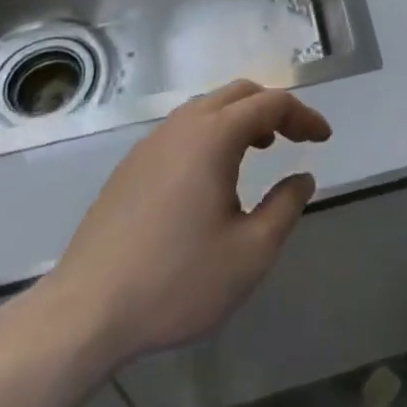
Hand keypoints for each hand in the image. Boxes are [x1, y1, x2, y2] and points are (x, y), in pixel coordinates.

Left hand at [30, 79, 331, 373]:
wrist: (83, 313)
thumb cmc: (175, 281)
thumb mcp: (250, 254)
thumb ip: (285, 208)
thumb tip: (302, 177)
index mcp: (214, 136)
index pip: (272, 104)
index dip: (304, 116)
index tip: (323, 139)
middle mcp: (182, 126)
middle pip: (239, 93)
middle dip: (273, 109)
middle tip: (295, 138)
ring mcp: (150, 143)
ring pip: (207, 108)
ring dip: (241, 119)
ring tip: (259, 152)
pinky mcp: (130, 167)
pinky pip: (182, 129)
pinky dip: (211, 134)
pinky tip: (211, 178)